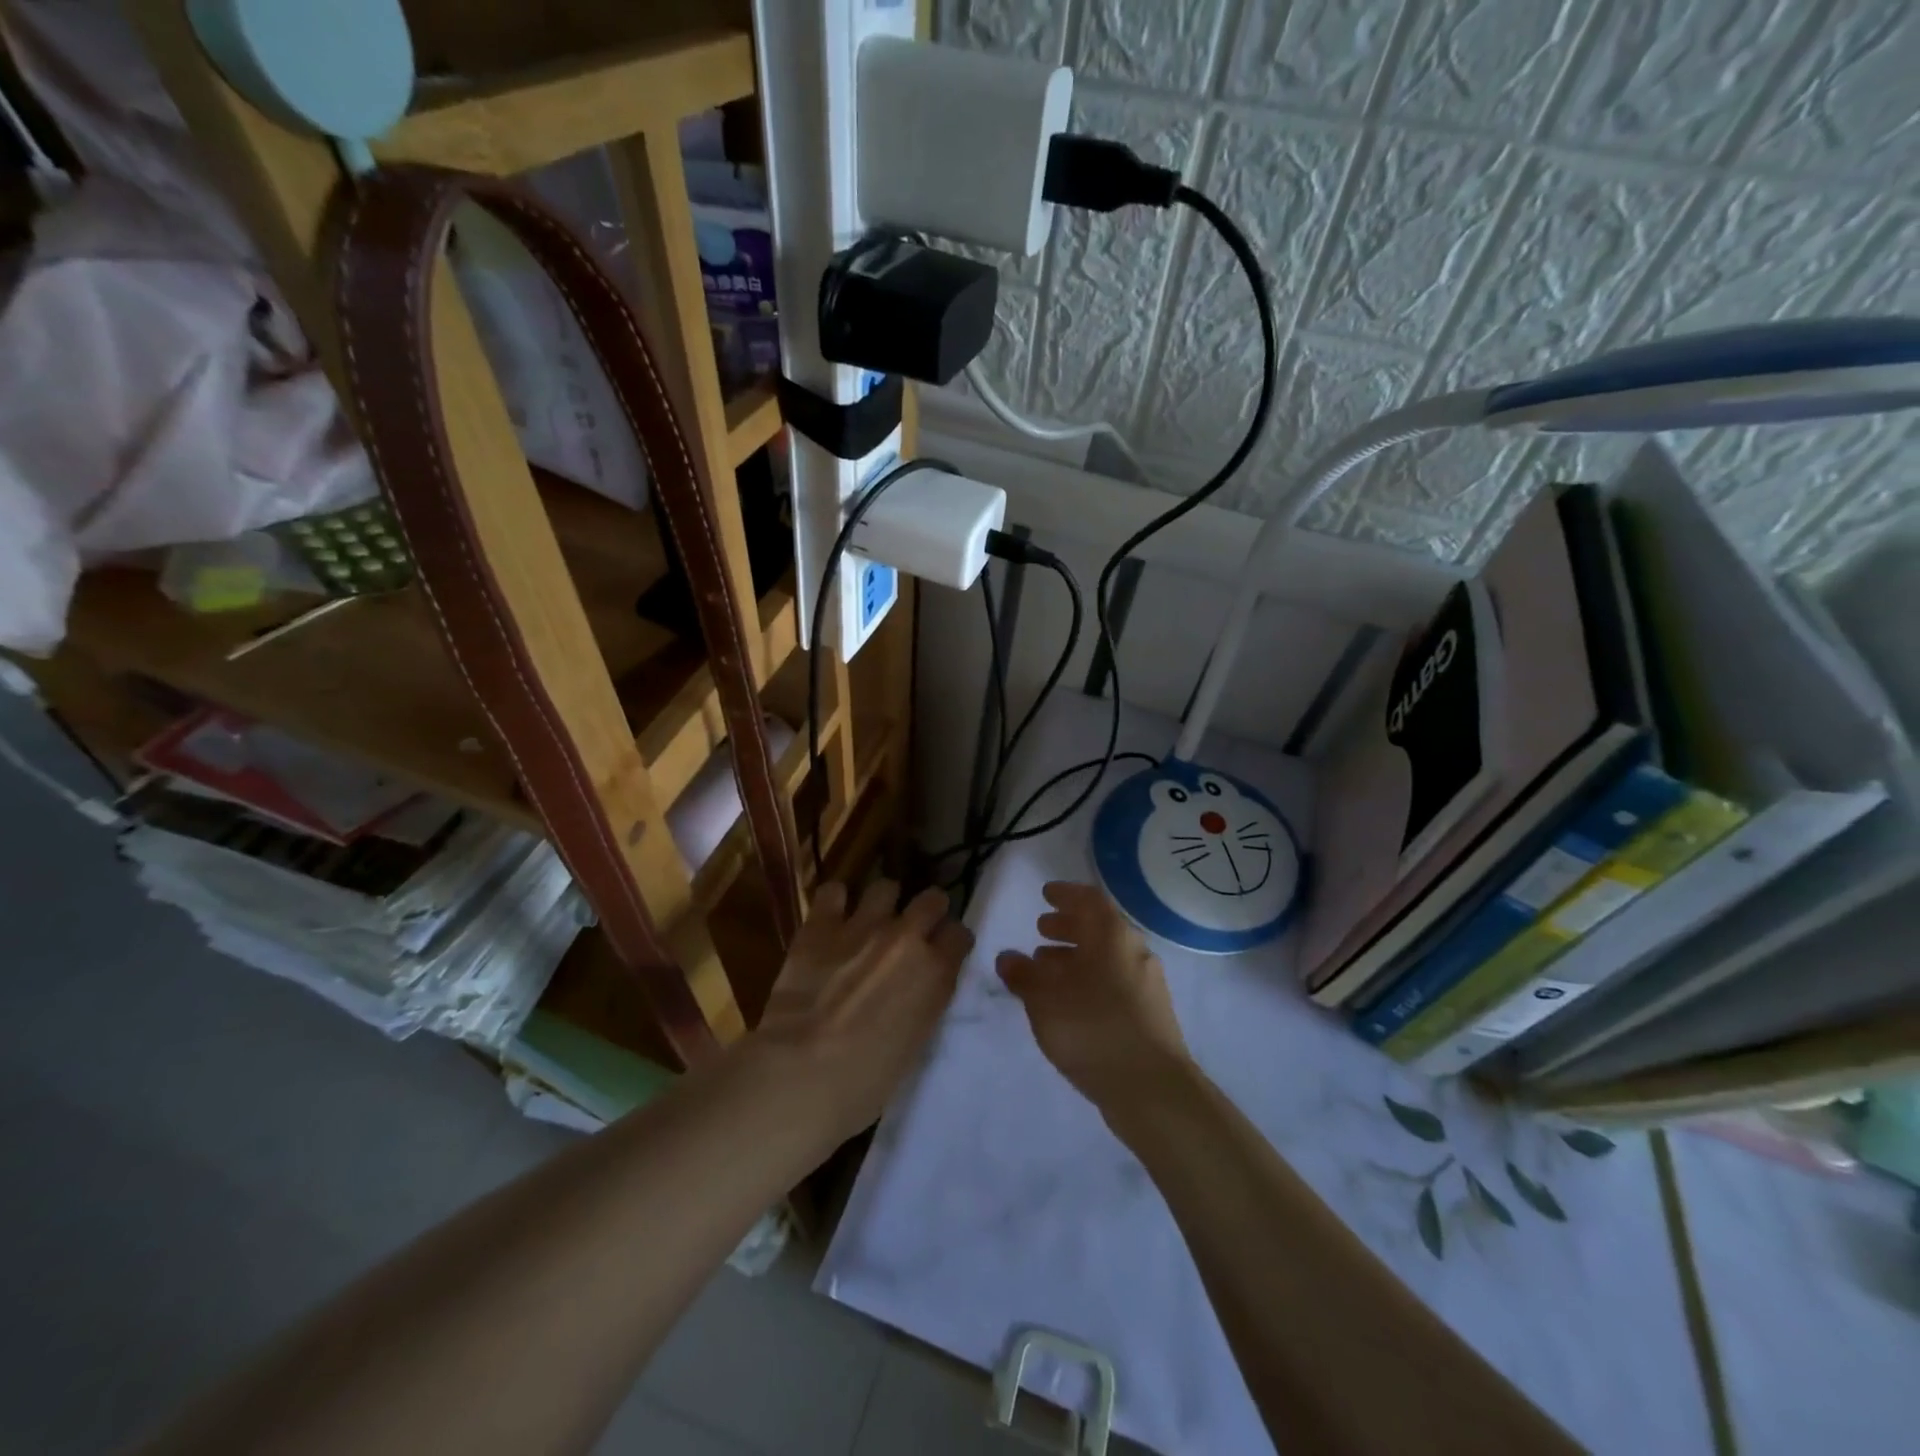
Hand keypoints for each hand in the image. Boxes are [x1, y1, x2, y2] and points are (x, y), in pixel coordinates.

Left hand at [752, 879, 971, 1141]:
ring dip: (882, 902)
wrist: (802, 1073)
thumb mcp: (915, 1042)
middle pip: (932, 899)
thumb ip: (924, 1001)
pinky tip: (830, 917)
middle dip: (927, 909)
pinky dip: (834, 901)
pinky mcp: (820, 925)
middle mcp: (906, 938)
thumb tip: (918, 987)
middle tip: (913, 927)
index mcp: (935, 972)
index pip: (960, 934)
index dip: (951, 941)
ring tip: (870, 918)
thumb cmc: (865, 1081)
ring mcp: (863, 925)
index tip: (943, 950)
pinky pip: (833, 892)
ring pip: (885, 886)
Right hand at [995, 881, 1191, 1115]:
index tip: (1046, 894)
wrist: (1151, 1088)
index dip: (1065, 894)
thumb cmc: (1092, 1028)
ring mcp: (1147, 984)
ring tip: (1046, 967)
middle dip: (1068, 925)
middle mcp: (1134, 951)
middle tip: (1041, 928)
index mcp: (1112, 935)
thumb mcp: (1044, 999)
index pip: (1089, 899)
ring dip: (1075, 956)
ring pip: (1106, 957)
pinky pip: (1114, 981)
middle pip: (1099, 927)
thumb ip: (1023, 974)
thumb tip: (1008, 957)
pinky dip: (1089, 979)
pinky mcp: (1150, 1014)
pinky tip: (1069, 1001)